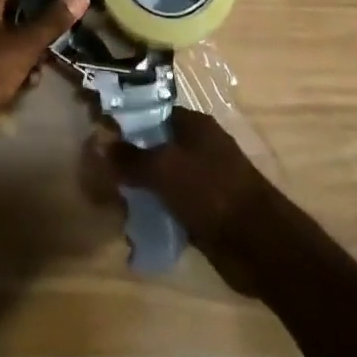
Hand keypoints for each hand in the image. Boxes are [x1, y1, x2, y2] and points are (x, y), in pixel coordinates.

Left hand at [0, 0, 87, 140]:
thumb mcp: (24, 45)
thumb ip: (53, 20)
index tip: (71, 4)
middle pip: (15, 8)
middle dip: (38, 27)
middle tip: (60, 42)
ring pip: (6, 34)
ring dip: (26, 50)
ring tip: (42, 69)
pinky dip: (9, 64)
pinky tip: (24, 84)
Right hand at [97, 107, 278, 294]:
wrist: (258, 243)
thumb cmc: (211, 192)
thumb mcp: (165, 170)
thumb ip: (131, 158)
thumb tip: (98, 143)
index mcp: (194, 125)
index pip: (152, 114)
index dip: (126, 123)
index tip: (98, 135)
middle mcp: (198, 147)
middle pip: (156, 147)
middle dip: (129, 160)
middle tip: (98, 174)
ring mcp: (203, 180)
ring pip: (162, 179)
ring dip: (140, 190)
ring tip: (110, 202)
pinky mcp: (205, 212)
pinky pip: (171, 206)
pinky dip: (155, 213)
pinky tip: (133, 227)